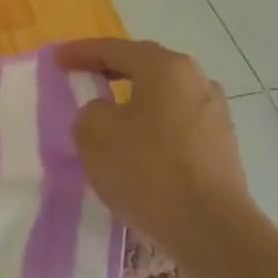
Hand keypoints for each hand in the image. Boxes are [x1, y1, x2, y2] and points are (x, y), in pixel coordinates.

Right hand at [56, 38, 256, 255]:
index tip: (57, 59)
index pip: (114, 49)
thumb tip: (106, 112)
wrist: (210, 228)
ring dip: (134, 98)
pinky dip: (152, 122)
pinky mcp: (221, 145)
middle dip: (110, 70)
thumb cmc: (147, 170)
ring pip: (163, 95)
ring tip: (108, 111)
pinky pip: (176, 121)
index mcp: (166, 68)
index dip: (80, 52)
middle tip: (82, 76)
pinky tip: (136, 142)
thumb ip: (91, 110)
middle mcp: (197, 81)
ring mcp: (215, 113)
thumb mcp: (94, 133)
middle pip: (145, 66)